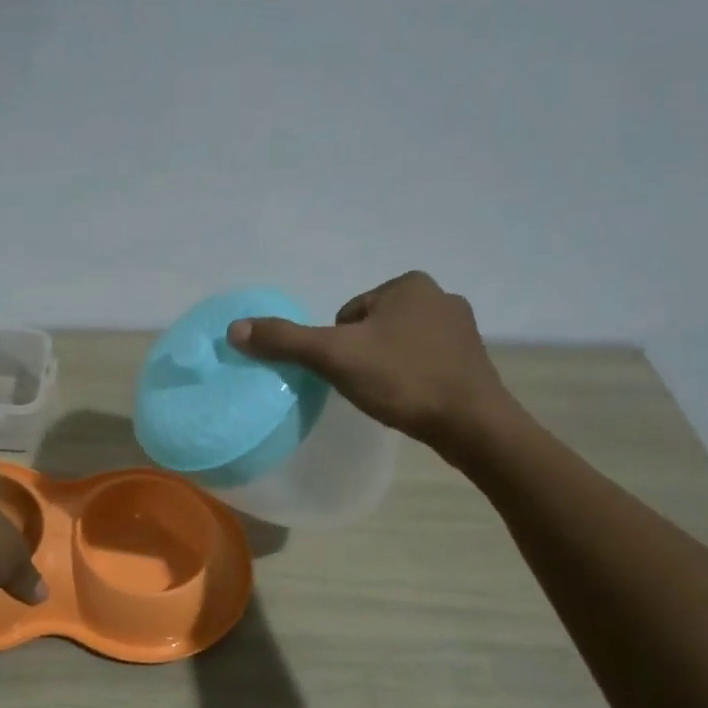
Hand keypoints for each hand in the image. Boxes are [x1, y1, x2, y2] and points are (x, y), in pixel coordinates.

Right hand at [226, 271, 514, 461]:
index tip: (348, 372)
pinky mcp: (473, 359)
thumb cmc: (402, 379)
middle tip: (365, 387)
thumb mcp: (334, 357)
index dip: (338, 346)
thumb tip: (234, 328)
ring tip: (388, 396)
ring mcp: (462, 328)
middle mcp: (439, 296)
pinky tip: (411, 400)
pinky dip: (411, 378)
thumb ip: (285, 340)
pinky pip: (424, 362)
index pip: (347, 314)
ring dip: (386, 367)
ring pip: (398, 345)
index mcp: (408, 284)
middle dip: (362, 355)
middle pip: (372, 328)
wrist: (471, 423)